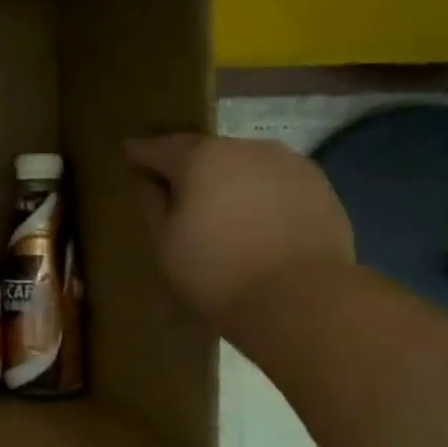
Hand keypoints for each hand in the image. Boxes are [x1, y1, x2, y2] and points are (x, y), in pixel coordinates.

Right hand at [124, 134, 353, 328]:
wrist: (302, 299)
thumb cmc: (216, 271)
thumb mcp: (164, 242)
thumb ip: (152, 203)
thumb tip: (150, 181)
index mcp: (201, 157)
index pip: (159, 147)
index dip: (140, 152)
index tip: (128, 153)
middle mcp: (245, 147)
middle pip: (205, 152)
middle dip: (188, 167)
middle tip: (175, 189)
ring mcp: (288, 163)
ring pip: (244, 165)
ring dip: (227, 179)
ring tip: (219, 207)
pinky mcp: (319, 186)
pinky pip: (274, 183)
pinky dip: (259, 194)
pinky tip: (255, 221)